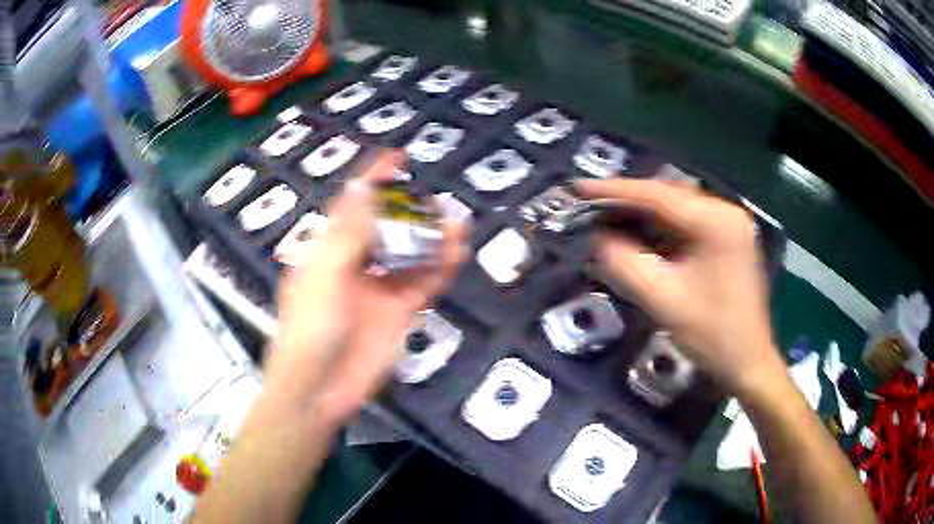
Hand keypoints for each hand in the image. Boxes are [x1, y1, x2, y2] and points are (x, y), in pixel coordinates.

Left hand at [265, 151, 467, 425]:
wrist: (319, 389)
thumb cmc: (310, 328)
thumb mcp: (324, 274)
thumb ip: (348, 233)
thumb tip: (362, 188)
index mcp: (327, 251)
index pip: (352, 207)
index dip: (373, 180)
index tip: (396, 158)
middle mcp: (354, 264)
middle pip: (386, 228)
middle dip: (409, 210)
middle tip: (434, 196)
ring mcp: (378, 288)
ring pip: (409, 254)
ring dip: (431, 237)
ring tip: (456, 220)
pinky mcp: (398, 311)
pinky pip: (423, 282)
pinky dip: (440, 267)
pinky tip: (457, 250)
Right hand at [576, 178, 782, 396]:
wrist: (748, 362)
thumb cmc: (711, 335)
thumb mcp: (662, 300)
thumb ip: (624, 262)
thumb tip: (599, 236)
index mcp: (717, 222)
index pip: (658, 195)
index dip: (615, 190)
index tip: (578, 188)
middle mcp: (726, 213)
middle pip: (668, 196)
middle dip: (628, 202)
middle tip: (590, 208)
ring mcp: (729, 225)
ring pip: (676, 209)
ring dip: (643, 215)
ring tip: (608, 220)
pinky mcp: (727, 240)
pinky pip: (687, 224)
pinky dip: (660, 229)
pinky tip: (640, 236)